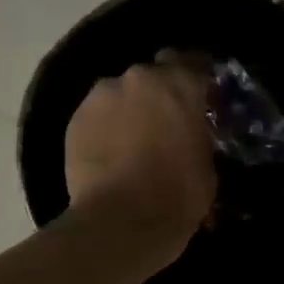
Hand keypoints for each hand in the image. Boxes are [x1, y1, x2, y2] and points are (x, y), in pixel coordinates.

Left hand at [64, 52, 217, 261]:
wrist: (121, 222)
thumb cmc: (177, 196)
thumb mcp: (207, 166)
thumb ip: (198, 137)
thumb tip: (192, 138)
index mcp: (180, 84)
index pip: (193, 62)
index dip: (195, 81)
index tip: (200, 100)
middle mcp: (139, 78)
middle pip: (151, 77)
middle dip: (158, 97)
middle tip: (164, 125)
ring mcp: (101, 96)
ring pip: (119, 95)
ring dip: (128, 111)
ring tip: (132, 143)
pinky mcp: (75, 119)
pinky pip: (96, 116)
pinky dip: (104, 129)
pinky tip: (110, 155)